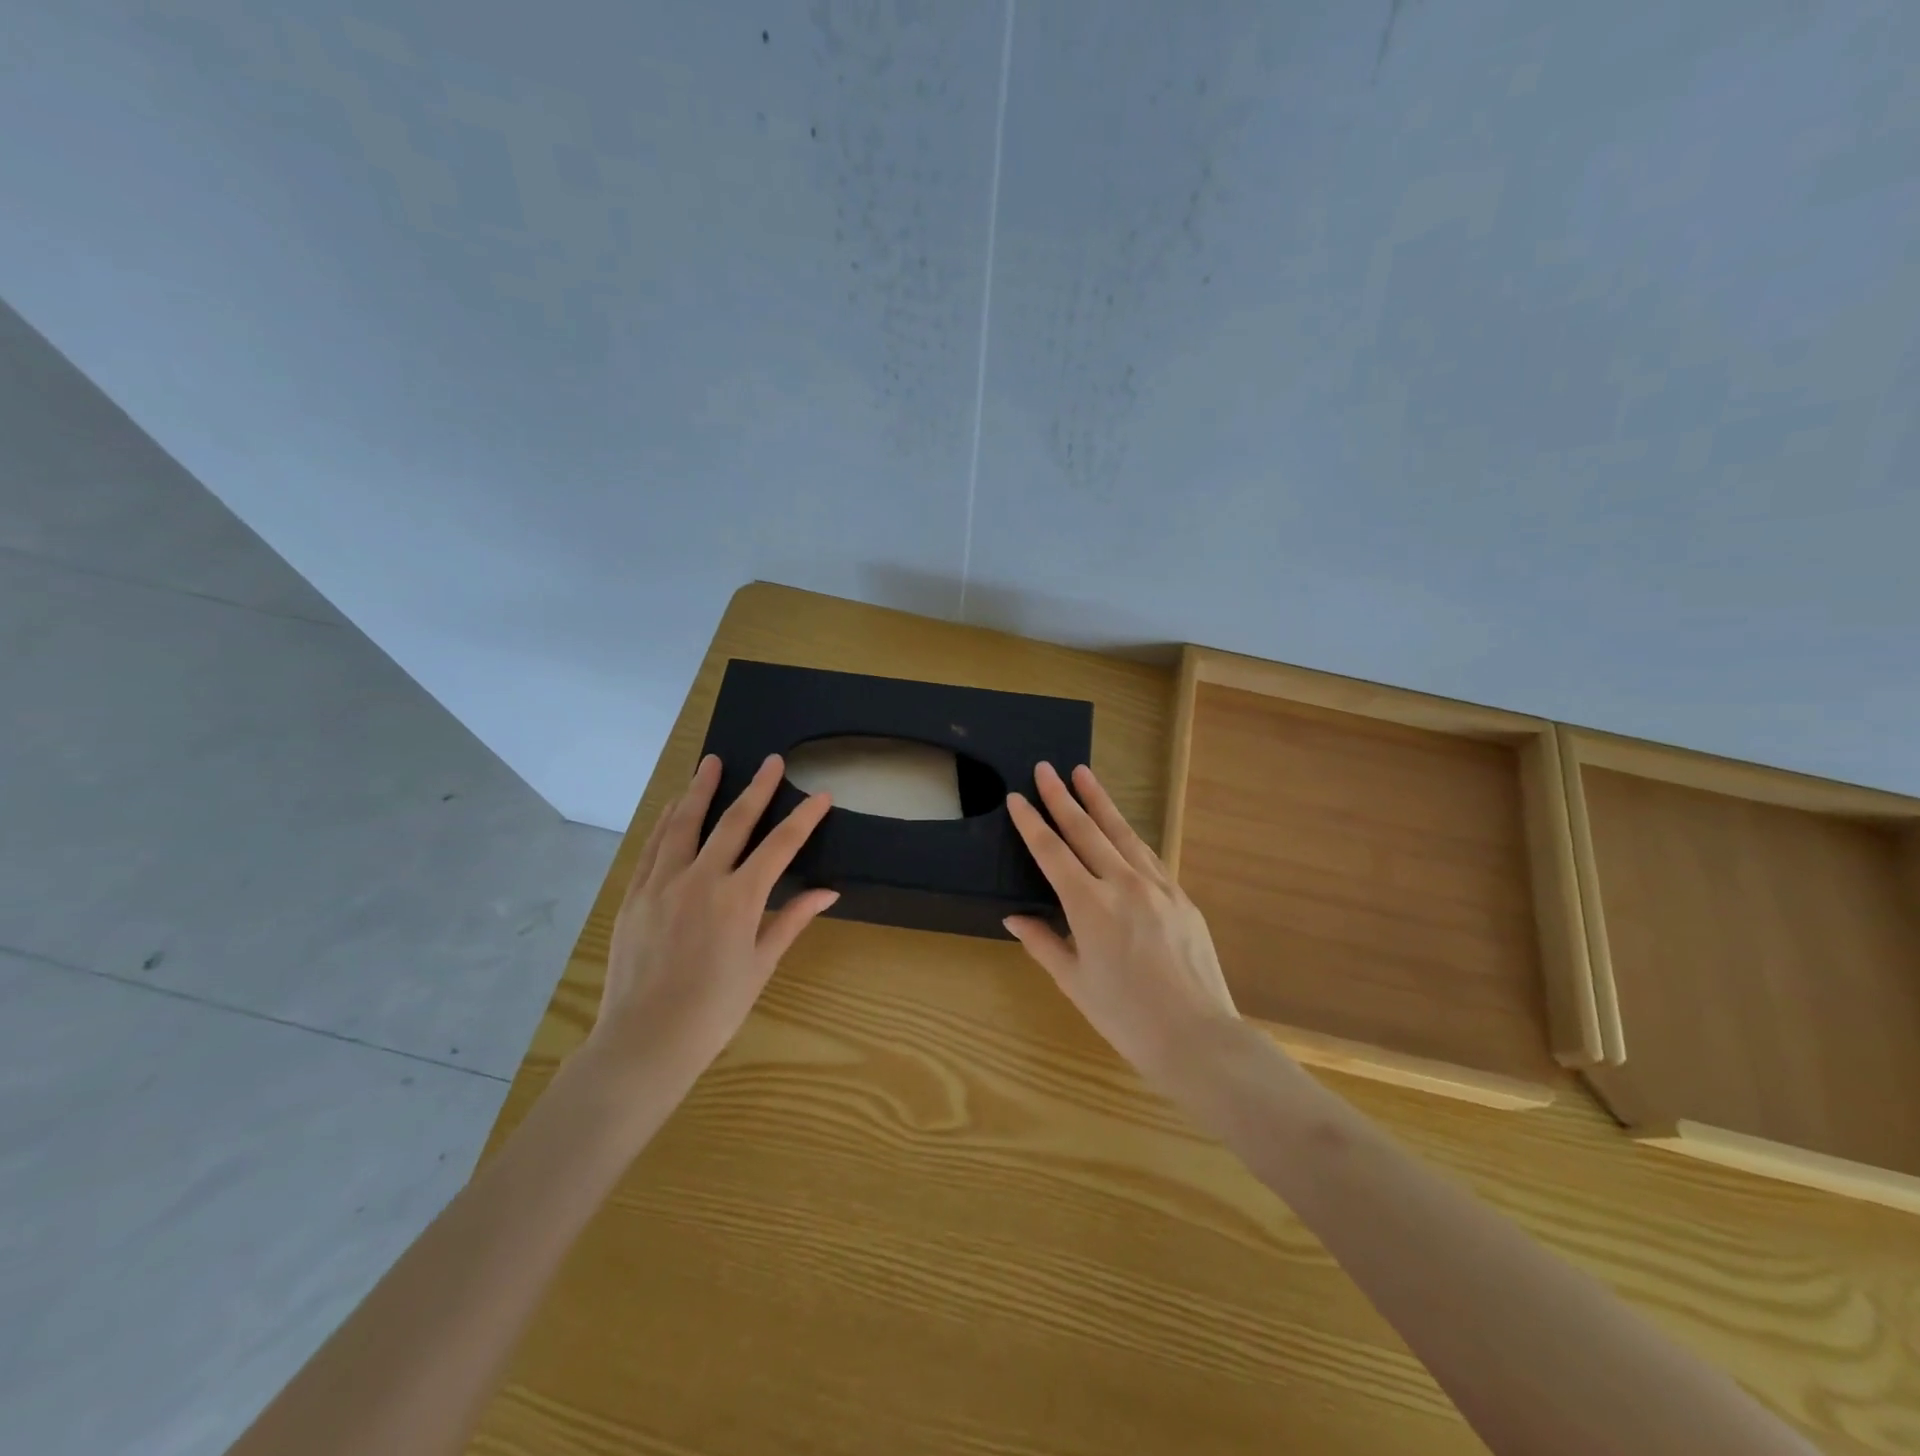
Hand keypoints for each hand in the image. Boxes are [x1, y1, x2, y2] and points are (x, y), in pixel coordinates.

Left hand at [587, 753, 838, 1088]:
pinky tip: (674, 806)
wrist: (645, 1040)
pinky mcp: (635, 894)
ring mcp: (662, 883)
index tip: (821, 795)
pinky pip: (653, 846)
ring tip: (710, 763)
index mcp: (739, 898)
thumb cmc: (714, 1009)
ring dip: (700, 790)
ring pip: (685, 824)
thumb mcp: (761, 964)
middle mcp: (701, 879)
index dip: (804, 817)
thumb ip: (791, 919)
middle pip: (734, 822)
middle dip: (757, 788)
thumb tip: (828, 892)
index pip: (780, 845)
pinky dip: (667, 821)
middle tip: (771, 760)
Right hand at [1003, 762, 1241, 1085]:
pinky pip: (1148, 855)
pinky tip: (1121, 826)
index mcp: (1089, 906)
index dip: (1031, 823)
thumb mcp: (1074, 983)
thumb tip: (1014, 918)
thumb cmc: (1126, 1016)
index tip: (1017, 797)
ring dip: (1100, 802)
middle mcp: (1122, 884)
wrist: (1197, 1036)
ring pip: (1121, 833)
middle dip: (1062, 797)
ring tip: (1083, 775)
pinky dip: (1128, 835)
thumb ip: (1043, 943)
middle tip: (1046, 767)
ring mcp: (1156, 886)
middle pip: (1085, 830)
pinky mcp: (1180, 895)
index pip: (1052, 852)